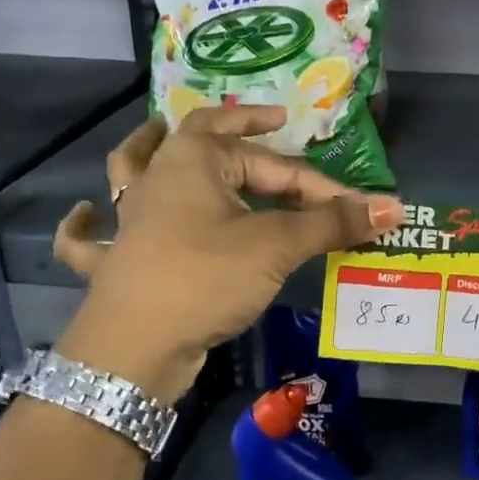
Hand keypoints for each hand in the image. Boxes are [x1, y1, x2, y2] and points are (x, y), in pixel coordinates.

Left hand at [54, 106, 401, 402]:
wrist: (134, 348)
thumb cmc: (206, 277)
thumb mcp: (276, 246)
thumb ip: (332, 223)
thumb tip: (393, 206)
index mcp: (193, 160)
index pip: (272, 164)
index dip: (318, 185)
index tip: (353, 206)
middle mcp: (156, 178)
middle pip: (206, 147)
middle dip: (243, 138)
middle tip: (273, 131)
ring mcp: (129, 219)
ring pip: (133, 171)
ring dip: (146, 149)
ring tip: (159, 131)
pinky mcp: (117, 260)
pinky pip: (91, 237)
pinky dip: (84, 225)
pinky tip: (85, 213)